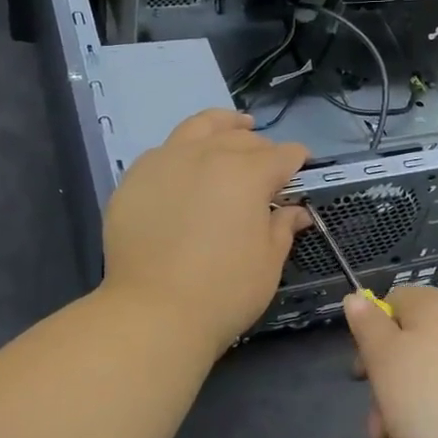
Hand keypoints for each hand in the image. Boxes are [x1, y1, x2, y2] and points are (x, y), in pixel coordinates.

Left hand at [102, 110, 308, 354]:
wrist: (153, 312)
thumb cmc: (224, 291)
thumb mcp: (268, 262)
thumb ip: (282, 227)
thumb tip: (295, 211)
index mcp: (247, 173)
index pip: (282, 155)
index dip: (297, 160)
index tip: (302, 166)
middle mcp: (208, 155)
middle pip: (242, 138)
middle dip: (262, 147)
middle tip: (268, 163)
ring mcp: (167, 162)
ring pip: (199, 127)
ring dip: (223, 125)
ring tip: (234, 126)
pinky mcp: (135, 179)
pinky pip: (164, 151)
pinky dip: (183, 150)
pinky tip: (186, 163)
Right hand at [344, 286, 437, 437]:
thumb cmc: (436, 408)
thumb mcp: (385, 363)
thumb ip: (367, 327)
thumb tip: (357, 298)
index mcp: (437, 304)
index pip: (394, 301)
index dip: (372, 335)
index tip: (363, 379)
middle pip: (415, 341)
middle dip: (390, 383)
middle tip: (380, 430)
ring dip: (413, 406)